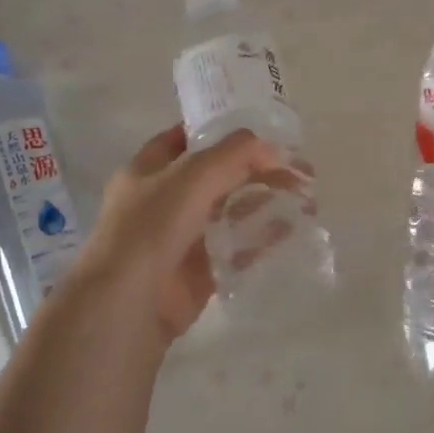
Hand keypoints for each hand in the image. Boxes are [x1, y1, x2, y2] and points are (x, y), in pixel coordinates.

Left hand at [67, 125, 281, 346]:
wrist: (129, 302)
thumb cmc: (152, 226)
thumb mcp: (193, 175)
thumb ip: (235, 154)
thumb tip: (272, 146)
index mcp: (148, 170)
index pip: (185, 140)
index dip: (219, 132)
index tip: (261, 131)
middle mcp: (163, 201)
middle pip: (217, 177)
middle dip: (256, 170)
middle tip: (299, 169)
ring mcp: (181, 238)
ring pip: (230, 213)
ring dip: (263, 204)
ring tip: (304, 198)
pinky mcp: (199, 272)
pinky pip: (236, 250)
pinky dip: (261, 240)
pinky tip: (289, 231)